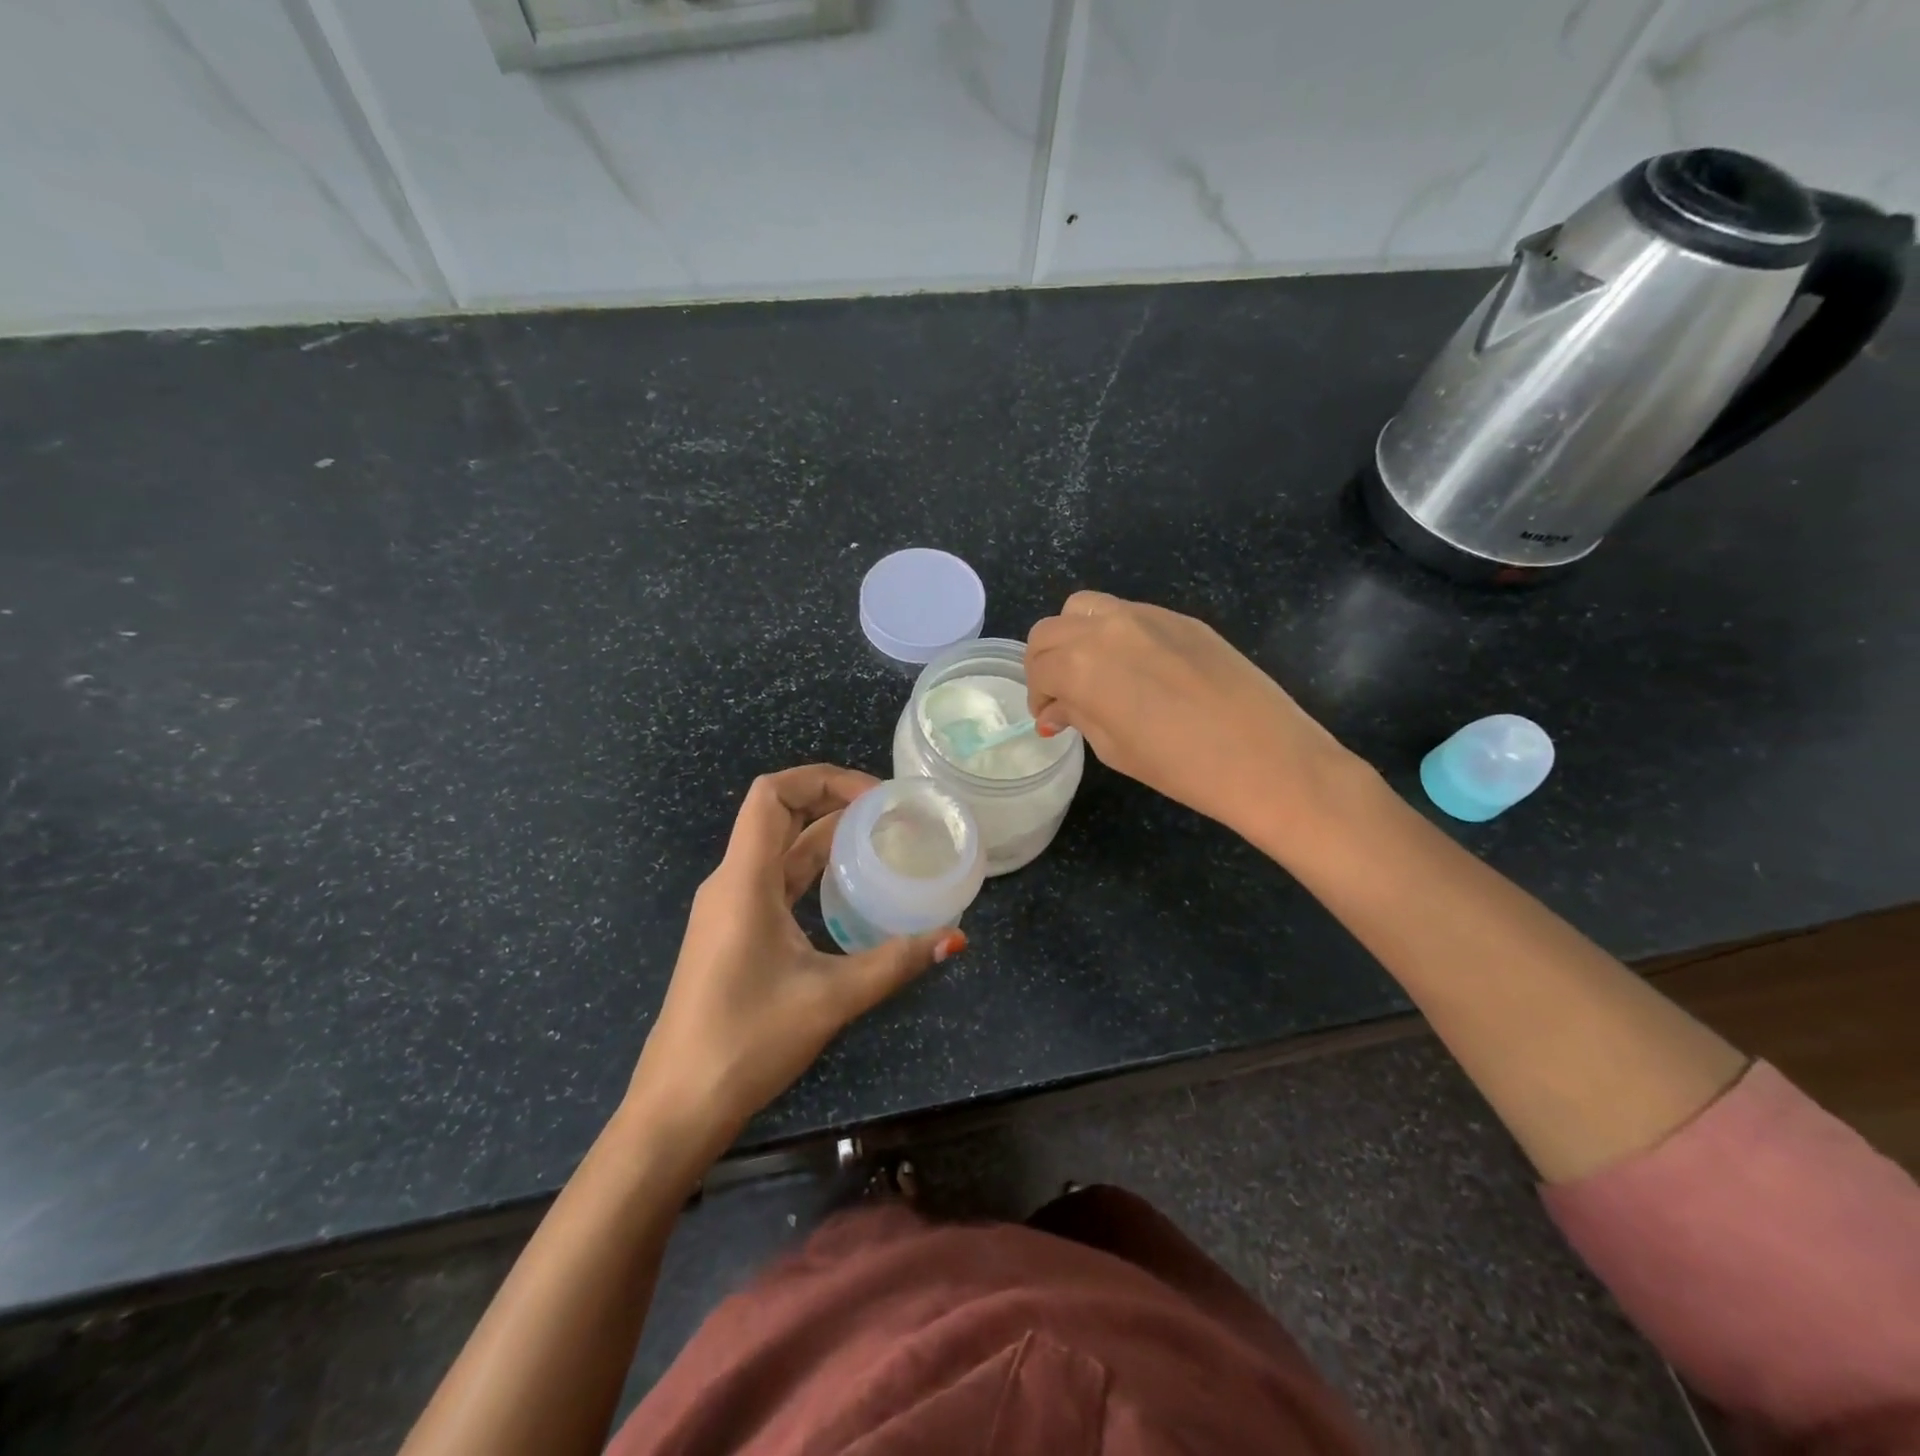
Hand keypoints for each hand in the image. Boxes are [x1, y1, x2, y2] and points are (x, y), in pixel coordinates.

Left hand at [628, 765, 964, 1153]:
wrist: (679, 1105)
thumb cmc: (747, 1042)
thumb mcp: (830, 998)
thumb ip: (894, 962)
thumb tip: (956, 938)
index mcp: (744, 880)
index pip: (771, 794)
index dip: (822, 778)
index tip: (875, 796)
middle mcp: (731, 882)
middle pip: (777, 813)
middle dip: (831, 800)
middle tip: (888, 812)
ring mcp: (729, 908)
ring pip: (778, 848)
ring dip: (824, 834)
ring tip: (879, 838)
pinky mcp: (734, 932)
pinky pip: (775, 880)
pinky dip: (812, 868)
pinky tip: (848, 886)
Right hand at [1026, 591, 1358, 843]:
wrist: (1265, 757)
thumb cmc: (1181, 767)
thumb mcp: (1115, 748)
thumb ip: (1078, 715)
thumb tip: (1055, 709)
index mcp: (1081, 664)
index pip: (1039, 667)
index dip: (1038, 696)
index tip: (1050, 717)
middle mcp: (1106, 627)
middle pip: (1052, 629)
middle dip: (1046, 661)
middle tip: (1062, 694)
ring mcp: (1147, 616)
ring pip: (1087, 608)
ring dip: (1076, 636)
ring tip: (1095, 672)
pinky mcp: (1182, 618)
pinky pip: (1130, 614)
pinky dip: (1115, 634)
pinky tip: (1138, 669)